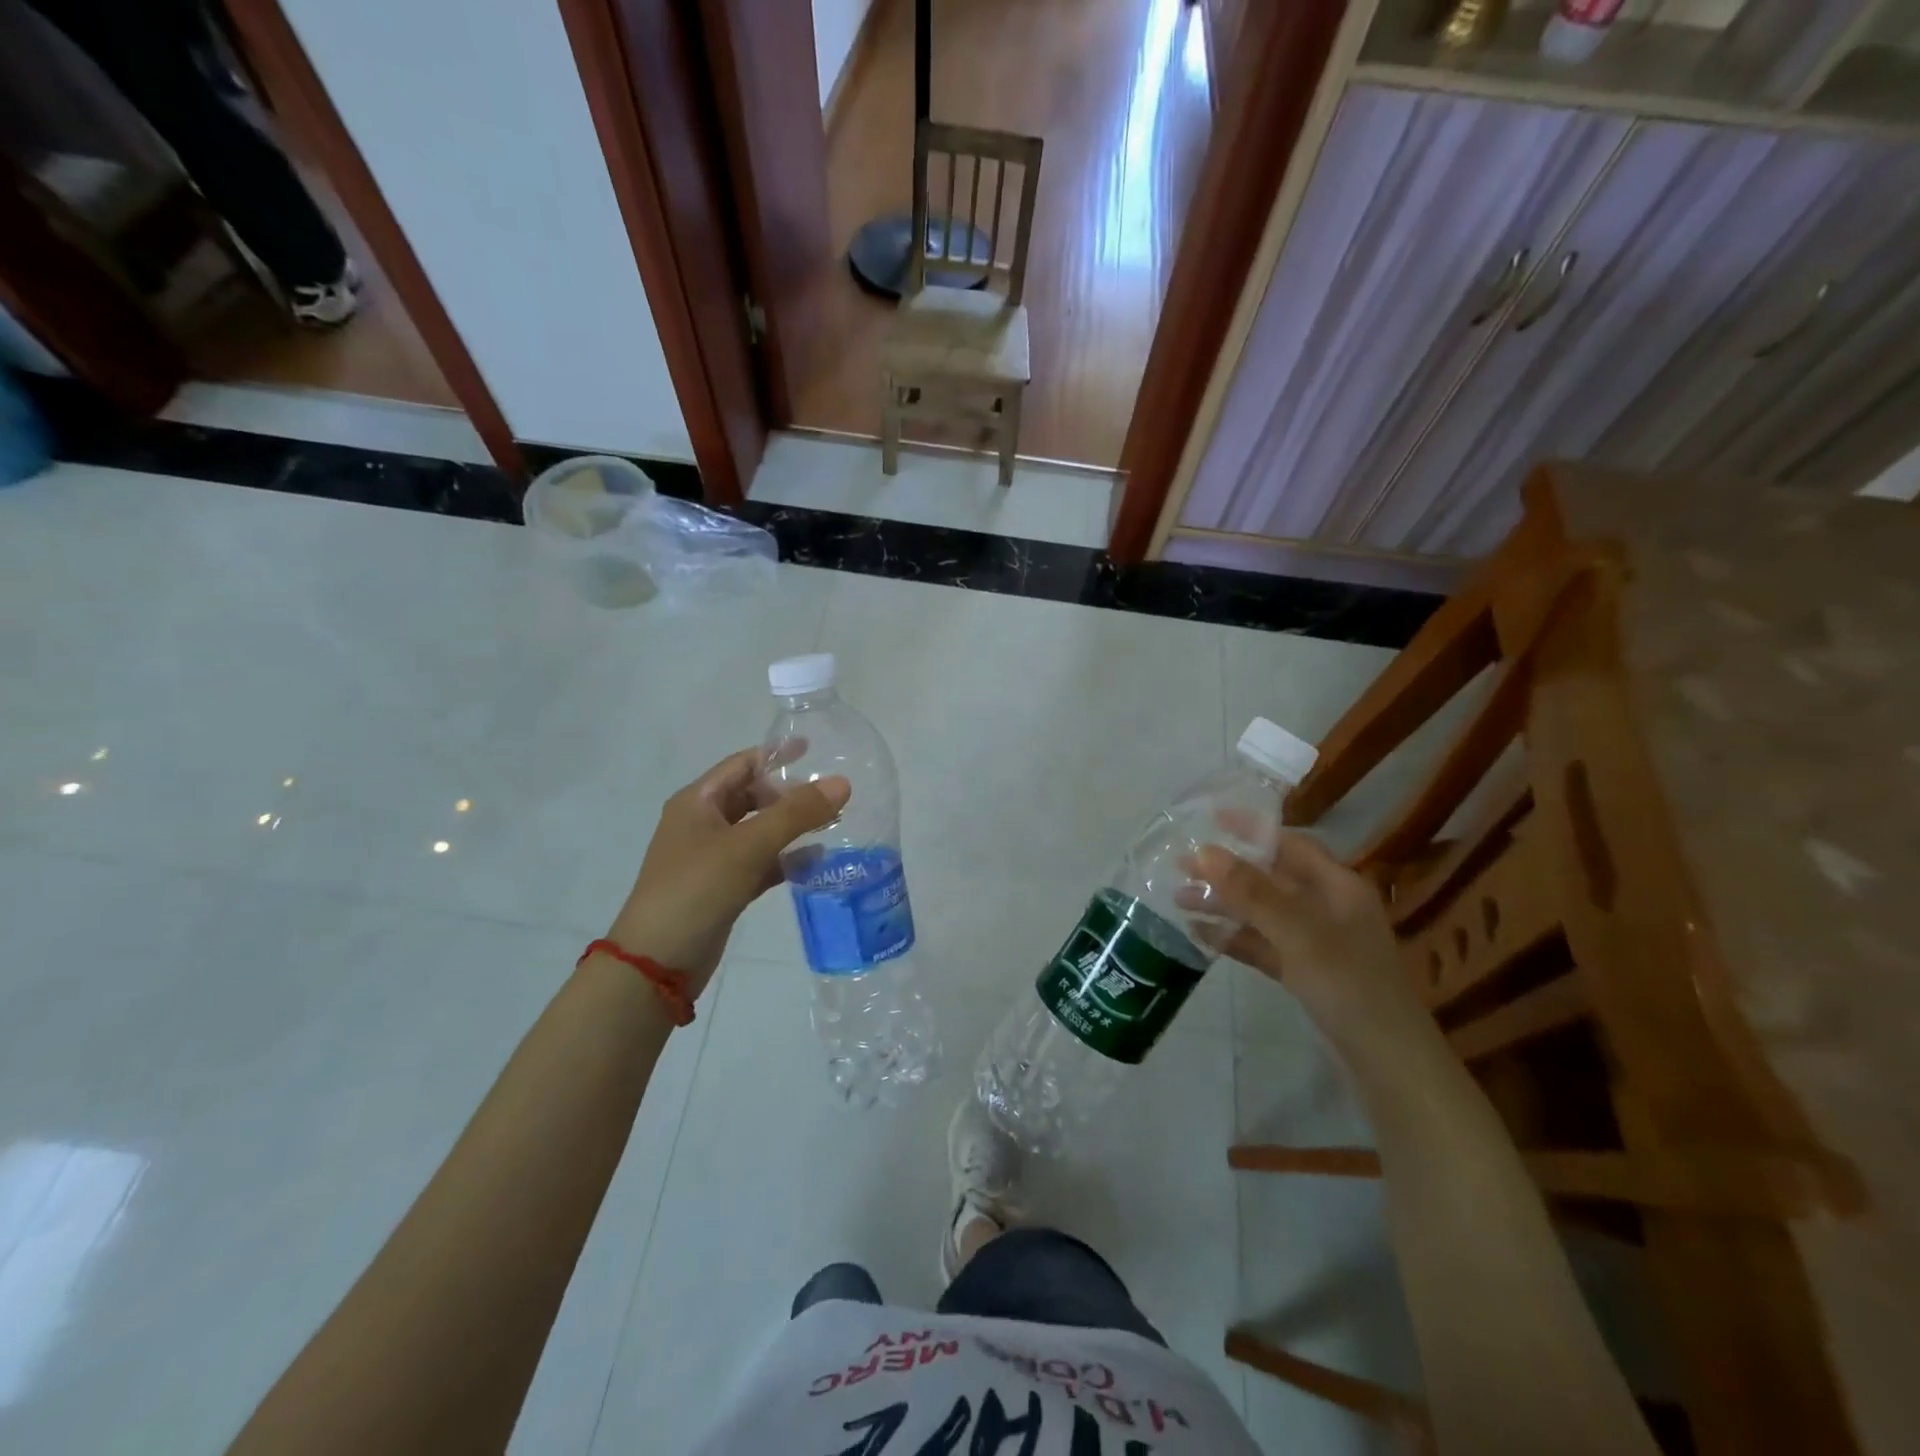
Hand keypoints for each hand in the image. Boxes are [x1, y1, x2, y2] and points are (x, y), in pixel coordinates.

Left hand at [606, 748, 849, 993]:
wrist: (658, 961)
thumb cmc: (696, 889)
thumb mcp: (748, 845)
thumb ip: (796, 813)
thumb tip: (842, 783)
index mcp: (697, 802)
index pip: (742, 764)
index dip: (777, 755)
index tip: (816, 750)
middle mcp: (702, 824)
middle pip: (752, 796)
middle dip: (789, 794)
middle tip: (830, 794)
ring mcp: (712, 858)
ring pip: (759, 831)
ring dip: (791, 827)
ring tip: (834, 823)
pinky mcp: (723, 888)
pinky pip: (760, 864)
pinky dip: (785, 860)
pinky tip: (817, 861)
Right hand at [1188, 834, 1436, 1058]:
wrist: (1388, 1062)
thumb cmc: (1349, 985)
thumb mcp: (1298, 933)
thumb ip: (1251, 892)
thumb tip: (1204, 851)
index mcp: (1338, 887)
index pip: (1291, 844)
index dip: (1252, 829)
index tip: (1210, 819)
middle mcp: (1327, 907)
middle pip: (1270, 878)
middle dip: (1226, 871)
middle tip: (1180, 864)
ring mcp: (1315, 942)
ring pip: (1262, 913)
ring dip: (1224, 904)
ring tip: (1178, 899)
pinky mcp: (1304, 972)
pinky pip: (1262, 944)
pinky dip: (1234, 938)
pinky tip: (1200, 935)